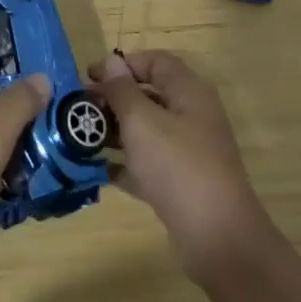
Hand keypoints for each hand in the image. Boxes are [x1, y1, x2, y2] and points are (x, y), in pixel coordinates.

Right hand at [88, 50, 266, 283]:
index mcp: (189, 92)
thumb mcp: (141, 121)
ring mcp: (189, 152)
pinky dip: (127, 163)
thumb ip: (122, 89)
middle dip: (114, 98)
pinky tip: (100, 169)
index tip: (89, 76)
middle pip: (149, 95)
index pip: (154, 61)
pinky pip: (150, 163)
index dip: (122, 64)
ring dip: (116, 130)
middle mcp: (192, 116)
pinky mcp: (183, 183)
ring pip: (148, 130)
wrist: (219, 240)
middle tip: (81, 109)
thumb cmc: (178, 167)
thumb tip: (111, 62)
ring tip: (84, 137)